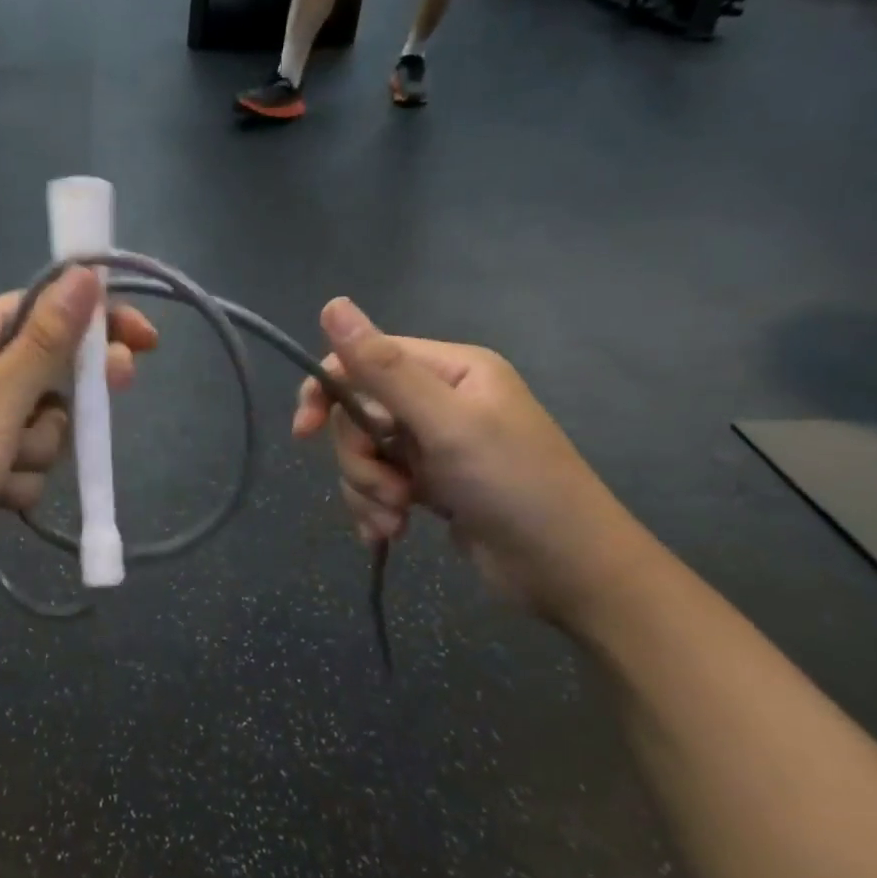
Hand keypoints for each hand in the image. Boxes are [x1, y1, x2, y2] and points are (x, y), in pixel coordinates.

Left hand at [0, 269, 157, 613]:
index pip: (43, 309)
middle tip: (104, 406)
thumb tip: (85, 272)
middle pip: (49, 372)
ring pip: (42, 426)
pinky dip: (17, 483)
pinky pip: (23, 465)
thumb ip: (46, 340)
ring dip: (37, 451)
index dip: (94, 320)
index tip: (144, 341)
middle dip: (66, 400)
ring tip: (2, 470)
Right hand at [292, 297, 656, 630]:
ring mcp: (434, 445)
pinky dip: (375, 509)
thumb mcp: (445, 424)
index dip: (328, 391)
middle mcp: (439, 400)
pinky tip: (388, 535)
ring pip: (364, 454)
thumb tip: (332, 304)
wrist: (571, 573)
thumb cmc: (514, 486)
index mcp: (450, 370)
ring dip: (368, 490)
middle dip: (360, 458)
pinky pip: (378, 484)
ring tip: (396, 522)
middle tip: (388, 492)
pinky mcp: (429, 485)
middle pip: (359, 415)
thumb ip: (383, 369)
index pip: (365, 361)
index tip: (305, 431)